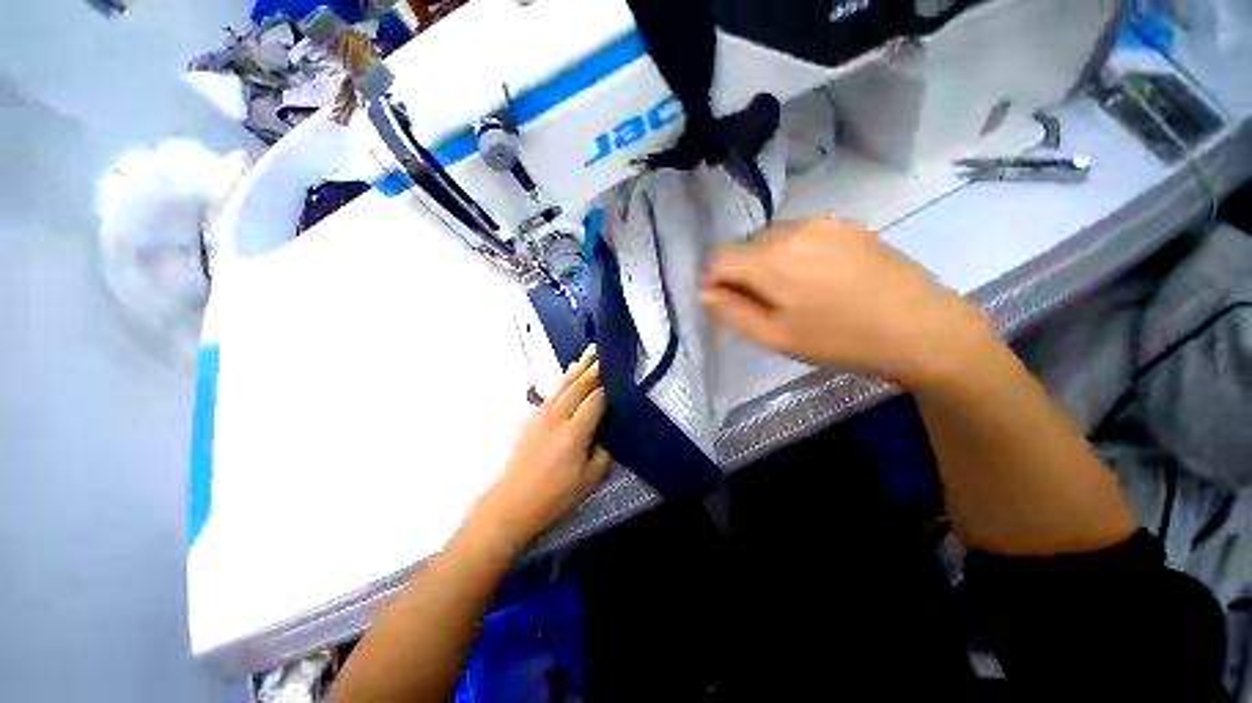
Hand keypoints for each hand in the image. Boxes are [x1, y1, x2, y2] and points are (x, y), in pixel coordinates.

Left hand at [470, 345, 612, 553]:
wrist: (511, 502)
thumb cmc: (553, 496)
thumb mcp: (589, 481)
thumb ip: (604, 453)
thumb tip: (609, 434)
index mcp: (574, 433)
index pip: (596, 400)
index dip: (609, 386)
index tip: (621, 372)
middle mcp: (558, 416)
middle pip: (580, 385)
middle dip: (595, 368)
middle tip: (607, 351)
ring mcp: (542, 414)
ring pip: (565, 383)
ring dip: (580, 366)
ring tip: (590, 351)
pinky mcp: (533, 416)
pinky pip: (554, 390)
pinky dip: (565, 378)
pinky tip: (570, 371)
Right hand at [701, 217, 990, 386]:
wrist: (924, 328)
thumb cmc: (840, 340)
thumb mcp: (775, 336)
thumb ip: (732, 311)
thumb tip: (705, 292)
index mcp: (770, 259)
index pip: (718, 258)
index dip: (714, 281)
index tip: (727, 303)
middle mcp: (793, 229)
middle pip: (745, 248)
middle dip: (743, 273)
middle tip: (766, 305)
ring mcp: (824, 222)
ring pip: (773, 240)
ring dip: (770, 263)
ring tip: (796, 293)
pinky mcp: (848, 225)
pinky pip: (803, 236)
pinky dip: (796, 255)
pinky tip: (821, 280)